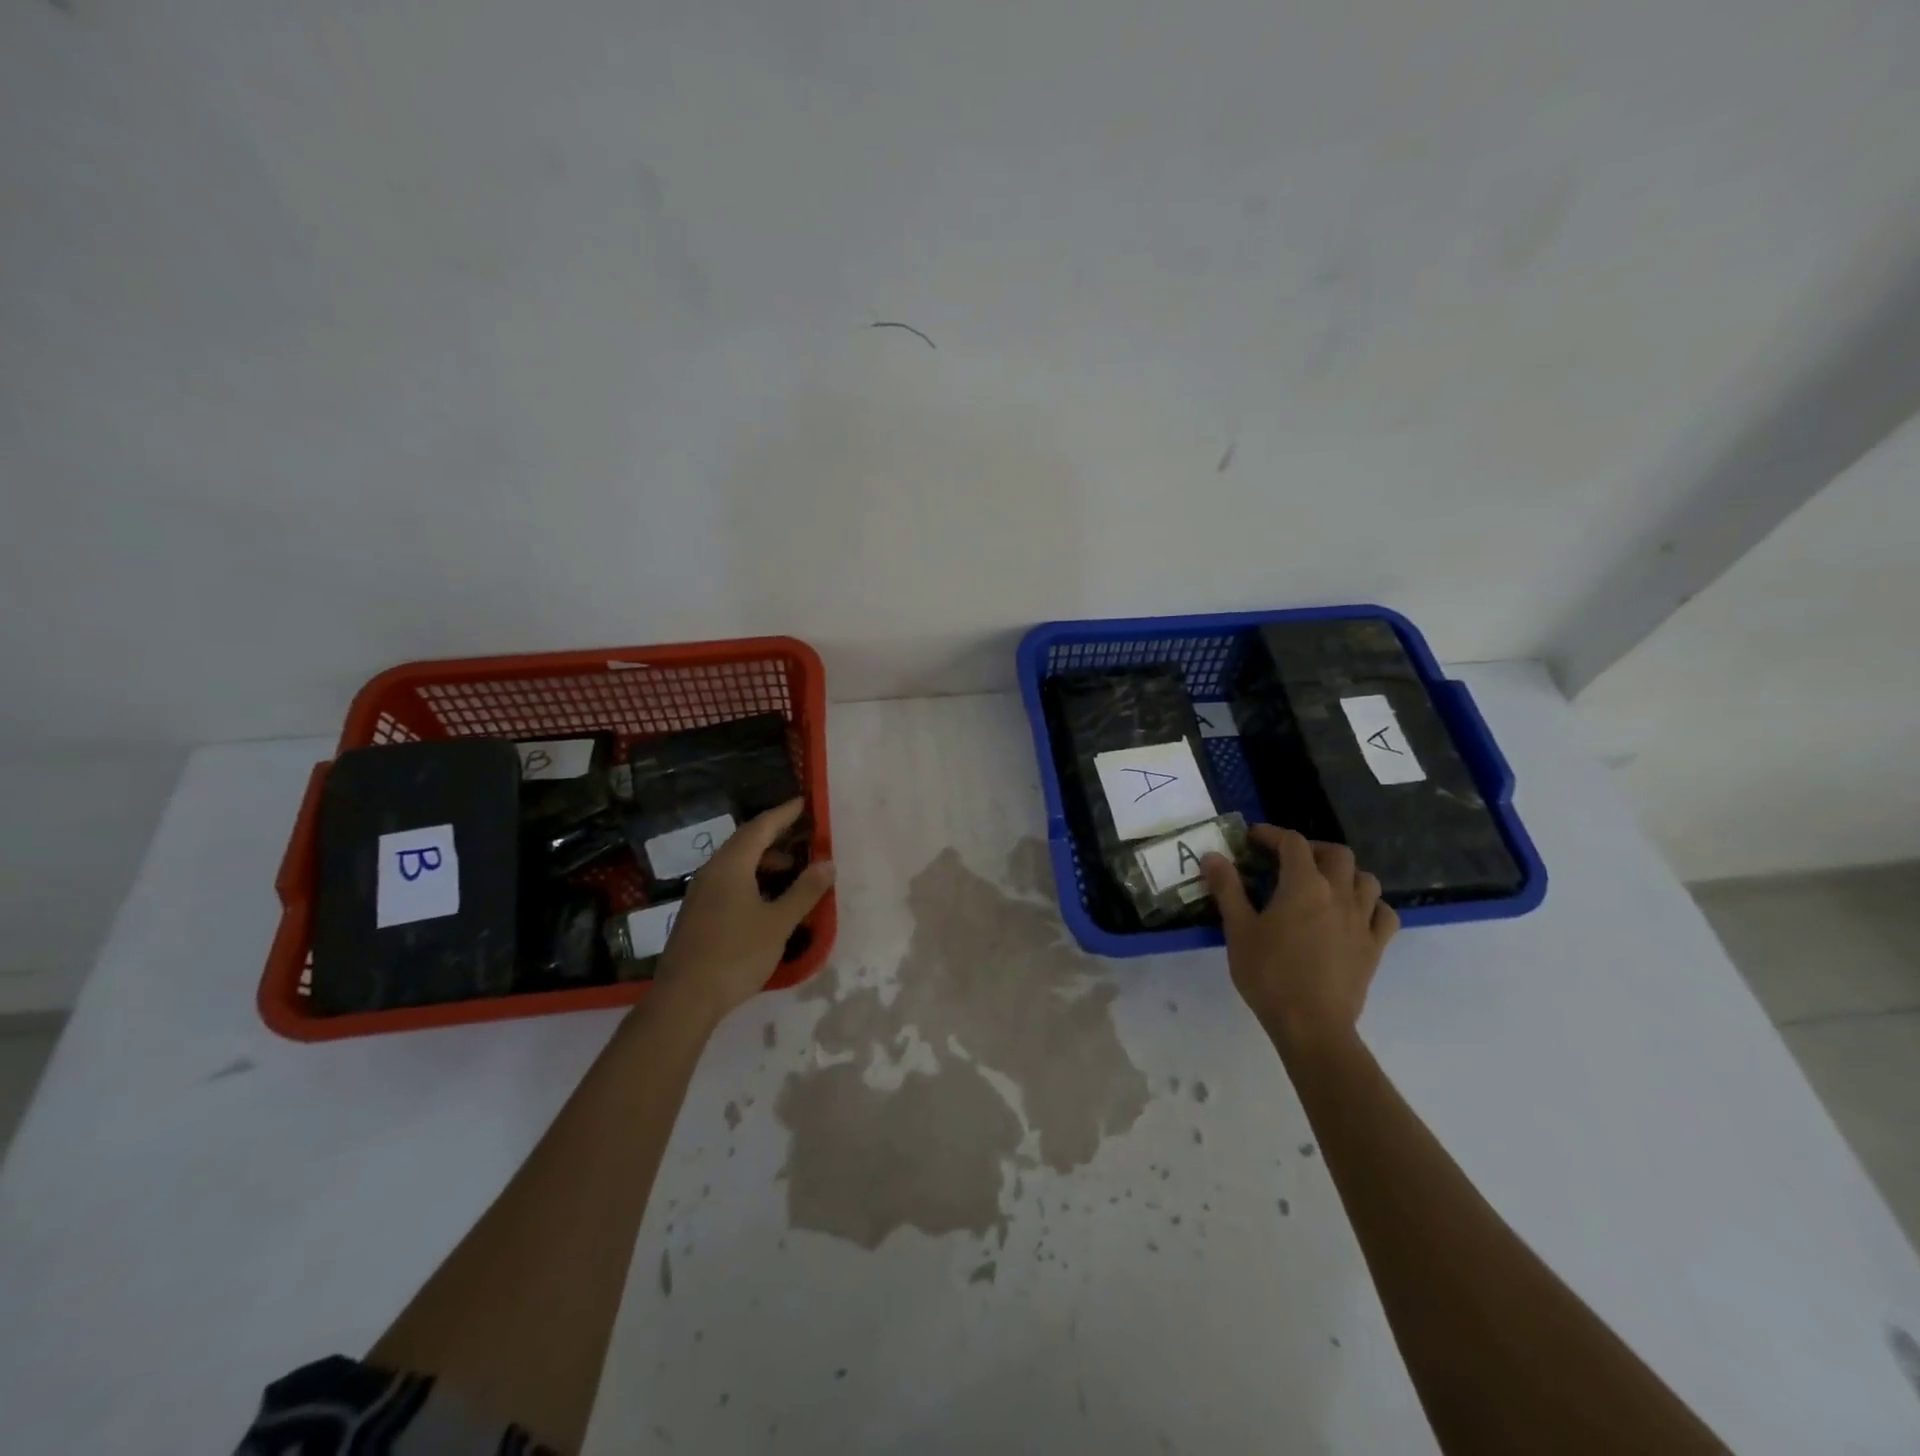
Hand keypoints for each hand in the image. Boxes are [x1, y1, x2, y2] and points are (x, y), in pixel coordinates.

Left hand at [651, 799, 834, 1028]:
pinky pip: (728, 880)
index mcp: (731, 866)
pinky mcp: (697, 913)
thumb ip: (804, 891)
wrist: (684, 999)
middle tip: (802, 833)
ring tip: (791, 869)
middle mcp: (712, 871)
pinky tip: (766, 898)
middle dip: (774, 835)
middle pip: (745, 842)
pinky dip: (751, 877)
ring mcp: (700, 893)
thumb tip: (827, 863)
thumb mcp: (779, 923)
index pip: (760, 828)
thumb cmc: (736, 955)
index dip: (783, 814)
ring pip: (735, 863)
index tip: (803, 802)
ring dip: (764, 860)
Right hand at [1200, 825, 1397, 1054]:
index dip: (1272, 834)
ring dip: (1344, 873)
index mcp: (1304, 885)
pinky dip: (1370, 905)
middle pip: (1336, 853)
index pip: (1292, 843)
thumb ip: (1227, 888)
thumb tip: (1213, 856)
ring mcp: (1362, 920)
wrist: (1311, 1025)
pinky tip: (1353, 914)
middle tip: (1288, 860)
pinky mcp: (1374, 947)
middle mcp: (1339, 894)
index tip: (1253, 839)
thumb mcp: (1238, 929)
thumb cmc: (1269, 974)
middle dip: (1311, 849)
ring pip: (1365, 879)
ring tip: (1323, 884)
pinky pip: (1383, 914)